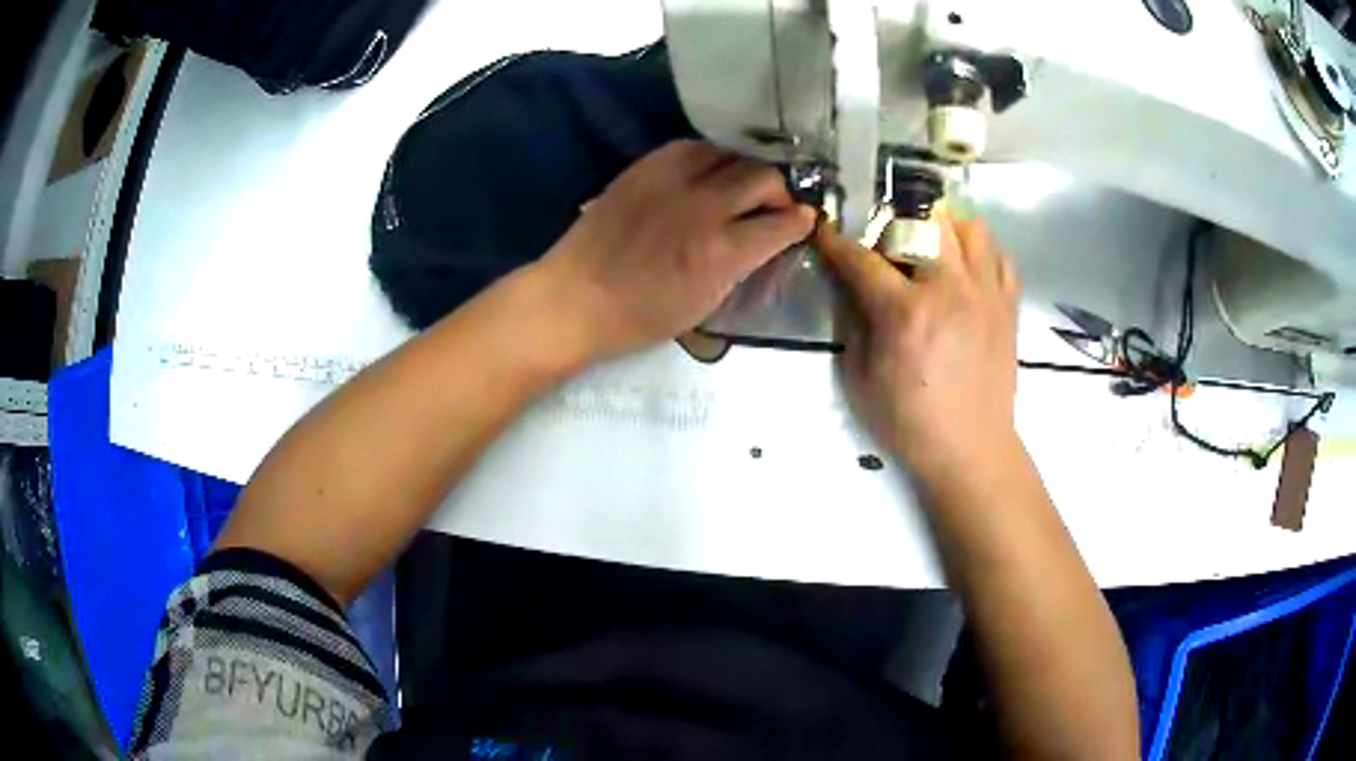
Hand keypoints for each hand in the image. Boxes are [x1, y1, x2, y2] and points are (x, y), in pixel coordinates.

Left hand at [537, 140, 814, 363]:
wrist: (576, 297)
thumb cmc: (640, 316)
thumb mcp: (704, 303)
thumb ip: (740, 265)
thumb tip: (765, 240)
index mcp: (722, 252)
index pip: (782, 224)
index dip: (800, 223)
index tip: (804, 222)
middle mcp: (705, 207)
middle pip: (763, 178)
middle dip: (778, 192)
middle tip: (773, 205)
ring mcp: (672, 180)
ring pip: (730, 153)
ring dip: (745, 168)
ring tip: (740, 185)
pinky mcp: (645, 167)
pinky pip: (691, 147)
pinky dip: (709, 157)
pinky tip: (706, 173)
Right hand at [816, 214, 1020, 479]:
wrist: (971, 449)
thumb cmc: (909, 421)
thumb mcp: (860, 379)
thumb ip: (854, 323)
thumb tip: (852, 286)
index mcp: (906, 312)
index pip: (862, 259)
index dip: (836, 242)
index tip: (823, 229)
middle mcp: (949, 289)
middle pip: (923, 223)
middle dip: (896, 224)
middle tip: (887, 244)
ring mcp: (986, 294)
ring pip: (969, 227)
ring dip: (945, 230)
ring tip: (932, 250)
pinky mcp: (1008, 306)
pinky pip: (1000, 257)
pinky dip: (980, 254)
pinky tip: (966, 273)